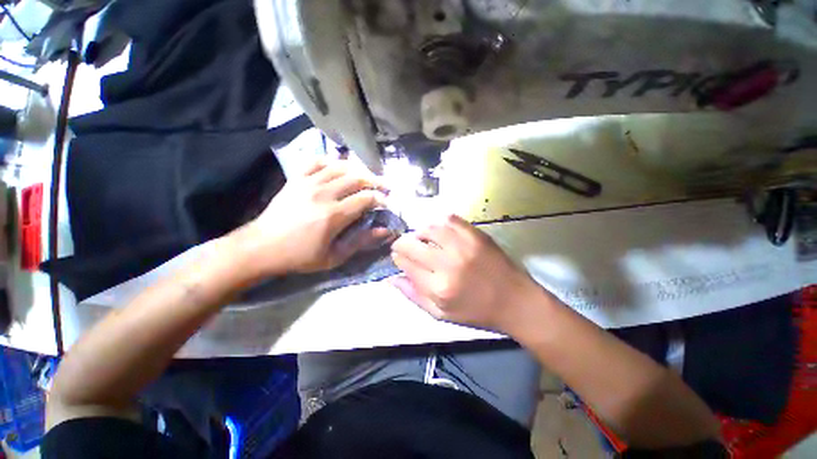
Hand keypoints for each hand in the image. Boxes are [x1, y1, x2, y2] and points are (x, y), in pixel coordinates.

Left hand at [233, 158, 388, 274]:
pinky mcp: (296, 179)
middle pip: (357, 178)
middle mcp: (323, 194)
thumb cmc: (300, 256)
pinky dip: (331, 162)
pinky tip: (338, 168)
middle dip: (375, 181)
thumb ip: (361, 242)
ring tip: (366, 177)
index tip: (386, 203)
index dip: (381, 199)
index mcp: (334, 215)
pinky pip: (316, 161)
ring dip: (357, 170)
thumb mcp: (334, 256)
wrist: (261, 248)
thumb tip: (385, 231)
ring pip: (340, 167)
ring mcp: (308, 183)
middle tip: (383, 187)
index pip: (366, 198)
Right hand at [390, 214, 545, 331]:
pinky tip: (440, 230)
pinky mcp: (476, 235)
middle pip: (412, 244)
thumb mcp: (441, 314)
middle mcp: (448, 264)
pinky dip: (440, 222)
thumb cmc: (476, 311)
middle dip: (402, 244)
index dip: (398, 258)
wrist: (515, 300)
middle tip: (405, 246)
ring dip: (420, 231)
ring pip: (429, 228)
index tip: (398, 257)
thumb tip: (391, 279)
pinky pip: (450, 219)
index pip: (406, 264)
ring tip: (421, 237)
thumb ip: (414, 296)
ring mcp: (463, 246)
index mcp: (438, 287)